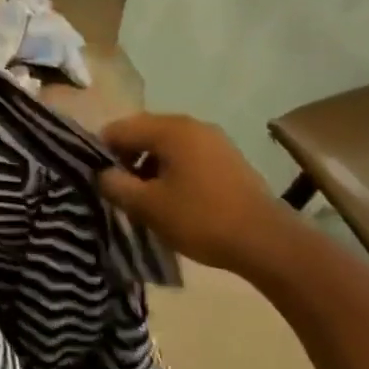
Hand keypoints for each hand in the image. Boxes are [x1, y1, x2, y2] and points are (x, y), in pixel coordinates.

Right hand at [96, 112, 301, 275]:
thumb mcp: (149, 207)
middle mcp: (190, 124)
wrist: (270, 243)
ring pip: (166, 146)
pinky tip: (177, 199)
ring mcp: (214, 140)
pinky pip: (188, 156)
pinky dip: (174, 171)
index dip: (102, 152)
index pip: (118, 129)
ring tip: (149, 199)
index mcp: (169, 129)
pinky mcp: (229, 158)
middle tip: (122, 191)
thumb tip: (102, 174)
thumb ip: (116, 186)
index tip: (99, 180)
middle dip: (127, 159)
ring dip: (151, 166)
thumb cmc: (202, 219)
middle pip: (143, 133)